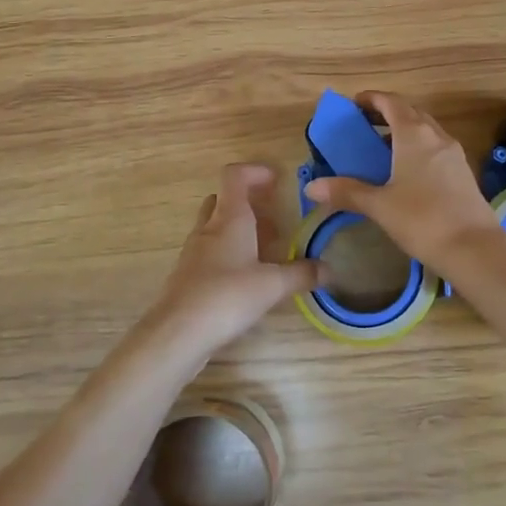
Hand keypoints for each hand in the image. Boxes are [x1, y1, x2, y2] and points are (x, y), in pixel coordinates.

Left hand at [146, 163, 323, 357]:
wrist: (177, 334)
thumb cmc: (227, 297)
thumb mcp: (273, 285)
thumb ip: (302, 274)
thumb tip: (329, 269)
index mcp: (229, 218)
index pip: (235, 176)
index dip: (255, 171)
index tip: (277, 181)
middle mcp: (208, 228)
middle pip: (223, 199)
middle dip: (248, 203)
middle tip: (273, 220)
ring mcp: (193, 251)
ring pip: (215, 226)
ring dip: (238, 230)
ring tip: (265, 252)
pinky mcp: (186, 275)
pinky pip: (208, 251)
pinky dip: (227, 253)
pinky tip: (244, 278)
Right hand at [302, 91, 505, 272]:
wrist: (474, 248)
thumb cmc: (422, 219)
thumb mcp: (379, 205)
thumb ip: (346, 192)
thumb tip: (311, 187)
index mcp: (414, 134)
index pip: (392, 102)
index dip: (372, 99)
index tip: (354, 104)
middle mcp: (436, 136)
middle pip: (410, 112)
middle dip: (387, 113)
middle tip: (364, 125)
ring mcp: (454, 153)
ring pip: (426, 130)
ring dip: (404, 130)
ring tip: (382, 148)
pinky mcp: (463, 172)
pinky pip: (436, 148)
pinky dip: (418, 147)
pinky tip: (407, 171)